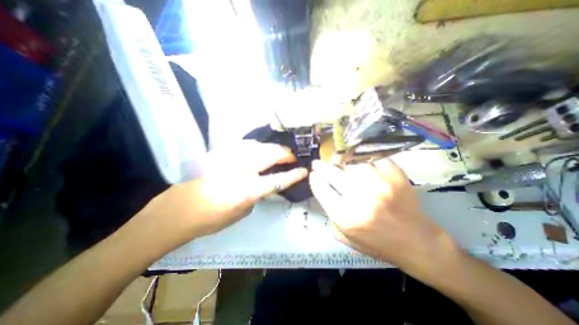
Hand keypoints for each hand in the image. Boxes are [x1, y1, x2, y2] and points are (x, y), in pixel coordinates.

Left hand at [136, 140, 309, 248]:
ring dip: (273, 148)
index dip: (293, 175)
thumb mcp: (242, 212)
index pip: (278, 180)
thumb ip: (257, 195)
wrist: (179, 209)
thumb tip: (263, 183)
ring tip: (279, 152)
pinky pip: (245, 144)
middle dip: (285, 154)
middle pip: (271, 155)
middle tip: (292, 157)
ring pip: (259, 145)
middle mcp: (241, 169)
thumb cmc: (211, 218)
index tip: (304, 170)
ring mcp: (230, 157)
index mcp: (247, 189)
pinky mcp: (221, 152)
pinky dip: (257, 146)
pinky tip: (260, 149)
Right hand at [310, 161, 454, 273]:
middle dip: (321, 166)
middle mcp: (360, 197)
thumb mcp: (345, 238)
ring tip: (338, 164)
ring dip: (341, 163)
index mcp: (345, 216)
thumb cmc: (378, 243)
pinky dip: (362, 159)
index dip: (314, 179)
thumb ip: (330, 216)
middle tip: (318, 163)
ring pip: (351, 163)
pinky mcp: (395, 175)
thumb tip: (323, 192)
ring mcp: (379, 183)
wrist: (417, 242)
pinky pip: (371, 158)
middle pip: (332, 173)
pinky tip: (358, 162)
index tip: (313, 175)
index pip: (321, 189)